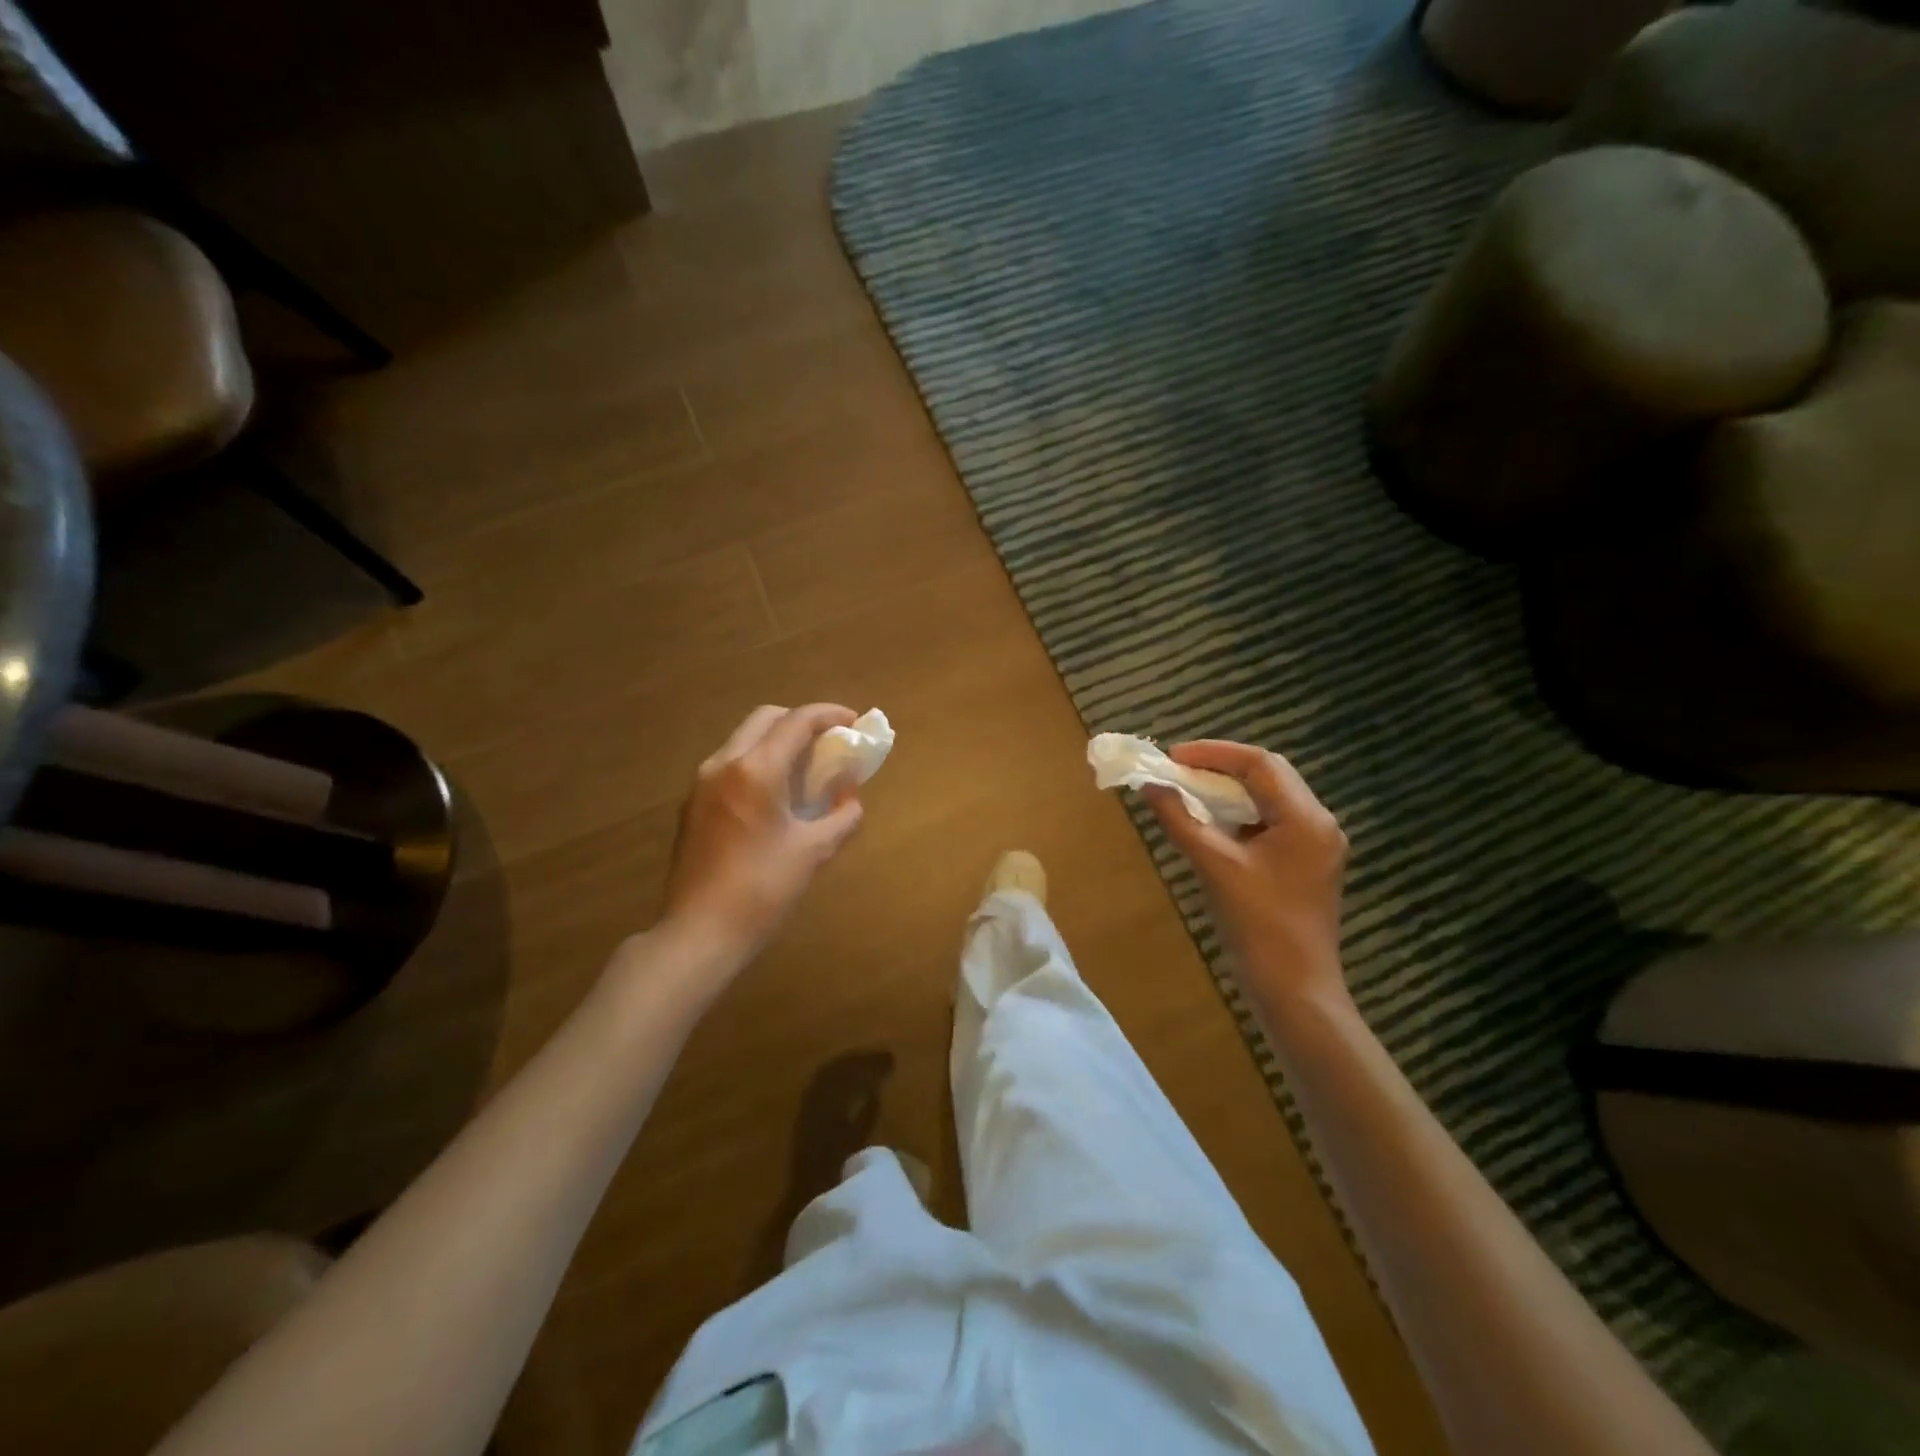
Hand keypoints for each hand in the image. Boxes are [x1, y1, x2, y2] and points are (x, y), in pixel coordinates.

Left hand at [659, 704, 866, 973]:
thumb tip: (850, 795)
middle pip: (766, 719)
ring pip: (745, 739)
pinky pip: (731, 764)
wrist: (700, 932)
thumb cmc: (762, 890)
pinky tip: (776, 794)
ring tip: (806, 769)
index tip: (855, 722)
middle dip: (802, 721)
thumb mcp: (814, 851)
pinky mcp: (693, 803)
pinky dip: (759, 762)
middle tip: (829, 742)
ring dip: (778, 741)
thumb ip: (842, 815)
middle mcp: (724, 764)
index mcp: (755, 770)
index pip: (798, 721)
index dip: (830, 715)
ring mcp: (702, 782)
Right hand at [1144, 740, 1350, 1006]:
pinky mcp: (1306, 864)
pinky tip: (1211, 824)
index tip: (1173, 756)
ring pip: (1270, 799)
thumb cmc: (1257, 926)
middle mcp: (1319, 824)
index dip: (1214, 753)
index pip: (1261, 764)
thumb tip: (1150, 786)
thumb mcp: (1214, 866)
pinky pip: (1271, 823)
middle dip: (1221, 768)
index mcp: (1306, 819)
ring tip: (1188, 791)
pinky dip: (1239, 816)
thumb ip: (1181, 820)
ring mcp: (1316, 845)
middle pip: (1269, 776)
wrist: (1295, 990)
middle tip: (1178, 770)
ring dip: (1229, 792)